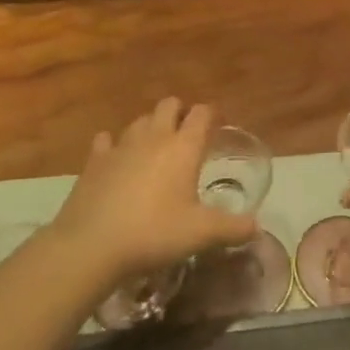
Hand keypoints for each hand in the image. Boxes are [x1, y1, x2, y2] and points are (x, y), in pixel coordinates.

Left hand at [52, 97, 257, 283]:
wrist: (92, 245)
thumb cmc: (154, 233)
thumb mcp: (201, 234)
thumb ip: (233, 228)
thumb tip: (257, 227)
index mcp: (183, 147)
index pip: (202, 113)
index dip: (212, 115)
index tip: (218, 126)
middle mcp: (154, 137)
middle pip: (169, 105)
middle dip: (180, 113)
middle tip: (187, 136)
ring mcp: (121, 145)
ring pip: (140, 120)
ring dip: (151, 127)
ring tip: (156, 149)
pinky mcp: (95, 160)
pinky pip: (106, 140)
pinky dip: (114, 145)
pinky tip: (116, 159)